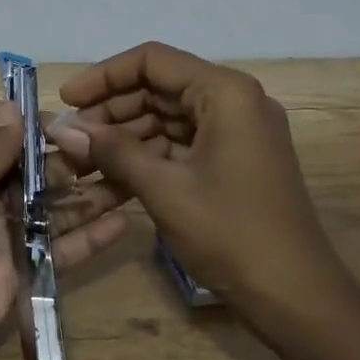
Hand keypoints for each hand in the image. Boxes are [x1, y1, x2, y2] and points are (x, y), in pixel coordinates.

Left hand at [0, 100, 129, 359]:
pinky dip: (89, 241)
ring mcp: (5, 244)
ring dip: (92, 199)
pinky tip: (122, 224)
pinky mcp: (19, 282)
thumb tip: (12, 103)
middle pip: (40, 179)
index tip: (88, 123)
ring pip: (56, 215)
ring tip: (137, 181)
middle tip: (127, 152)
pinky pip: (58, 256)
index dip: (47, 133)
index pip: (14, 143)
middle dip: (78, 165)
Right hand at [49, 42, 340, 320]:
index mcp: (225, 92)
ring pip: (166, 118)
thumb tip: (61, 129)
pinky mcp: (234, 160)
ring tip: (81, 161)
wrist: (297, 298)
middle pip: (159, 88)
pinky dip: (147, 158)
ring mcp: (236, 131)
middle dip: (111, 111)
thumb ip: (112, 151)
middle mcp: (234, 101)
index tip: (67, 100)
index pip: (152, 61)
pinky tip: (110, 180)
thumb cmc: (231, 233)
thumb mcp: (164, 189)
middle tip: (69, 137)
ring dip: (124, 138)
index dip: (104, 76)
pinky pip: (181, 145)